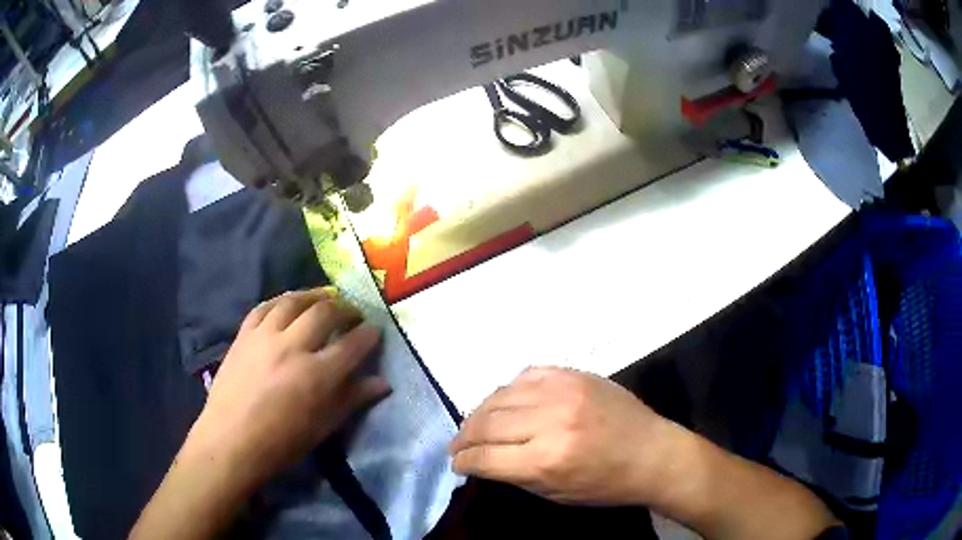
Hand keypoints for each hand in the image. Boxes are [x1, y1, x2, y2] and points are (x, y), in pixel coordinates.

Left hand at [191, 287, 389, 486]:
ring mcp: (264, 337)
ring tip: (325, 297)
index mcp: (317, 375)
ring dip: (314, 295)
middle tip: (353, 312)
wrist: (231, 441)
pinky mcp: (243, 335)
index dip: (369, 334)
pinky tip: (289, 303)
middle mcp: (292, 347)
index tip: (376, 329)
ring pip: (293, 302)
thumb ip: (352, 399)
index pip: (352, 344)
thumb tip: (383, 383)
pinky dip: (281, 301)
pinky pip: (264, 307)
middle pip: (324, 313)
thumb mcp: (323, 427)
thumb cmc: (281, 443)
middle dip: (345, 308)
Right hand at [450, 367, 683, 506]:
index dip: (463, 461)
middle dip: (464, 437)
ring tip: (475, 424)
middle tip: (458, 445)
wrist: (653, 453)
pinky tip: (507, 401)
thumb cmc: (606, 485)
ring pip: (500, 395)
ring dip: (480, 412)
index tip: (456, 463)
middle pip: (487, 423)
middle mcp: (550, 421)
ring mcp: (563, 391)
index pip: (485, 457)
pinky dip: (510, 389)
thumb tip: (483, 460)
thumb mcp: (555, 494)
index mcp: (546, 461)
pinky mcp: (574, 374)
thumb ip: (514, 475)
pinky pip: (527, 374)